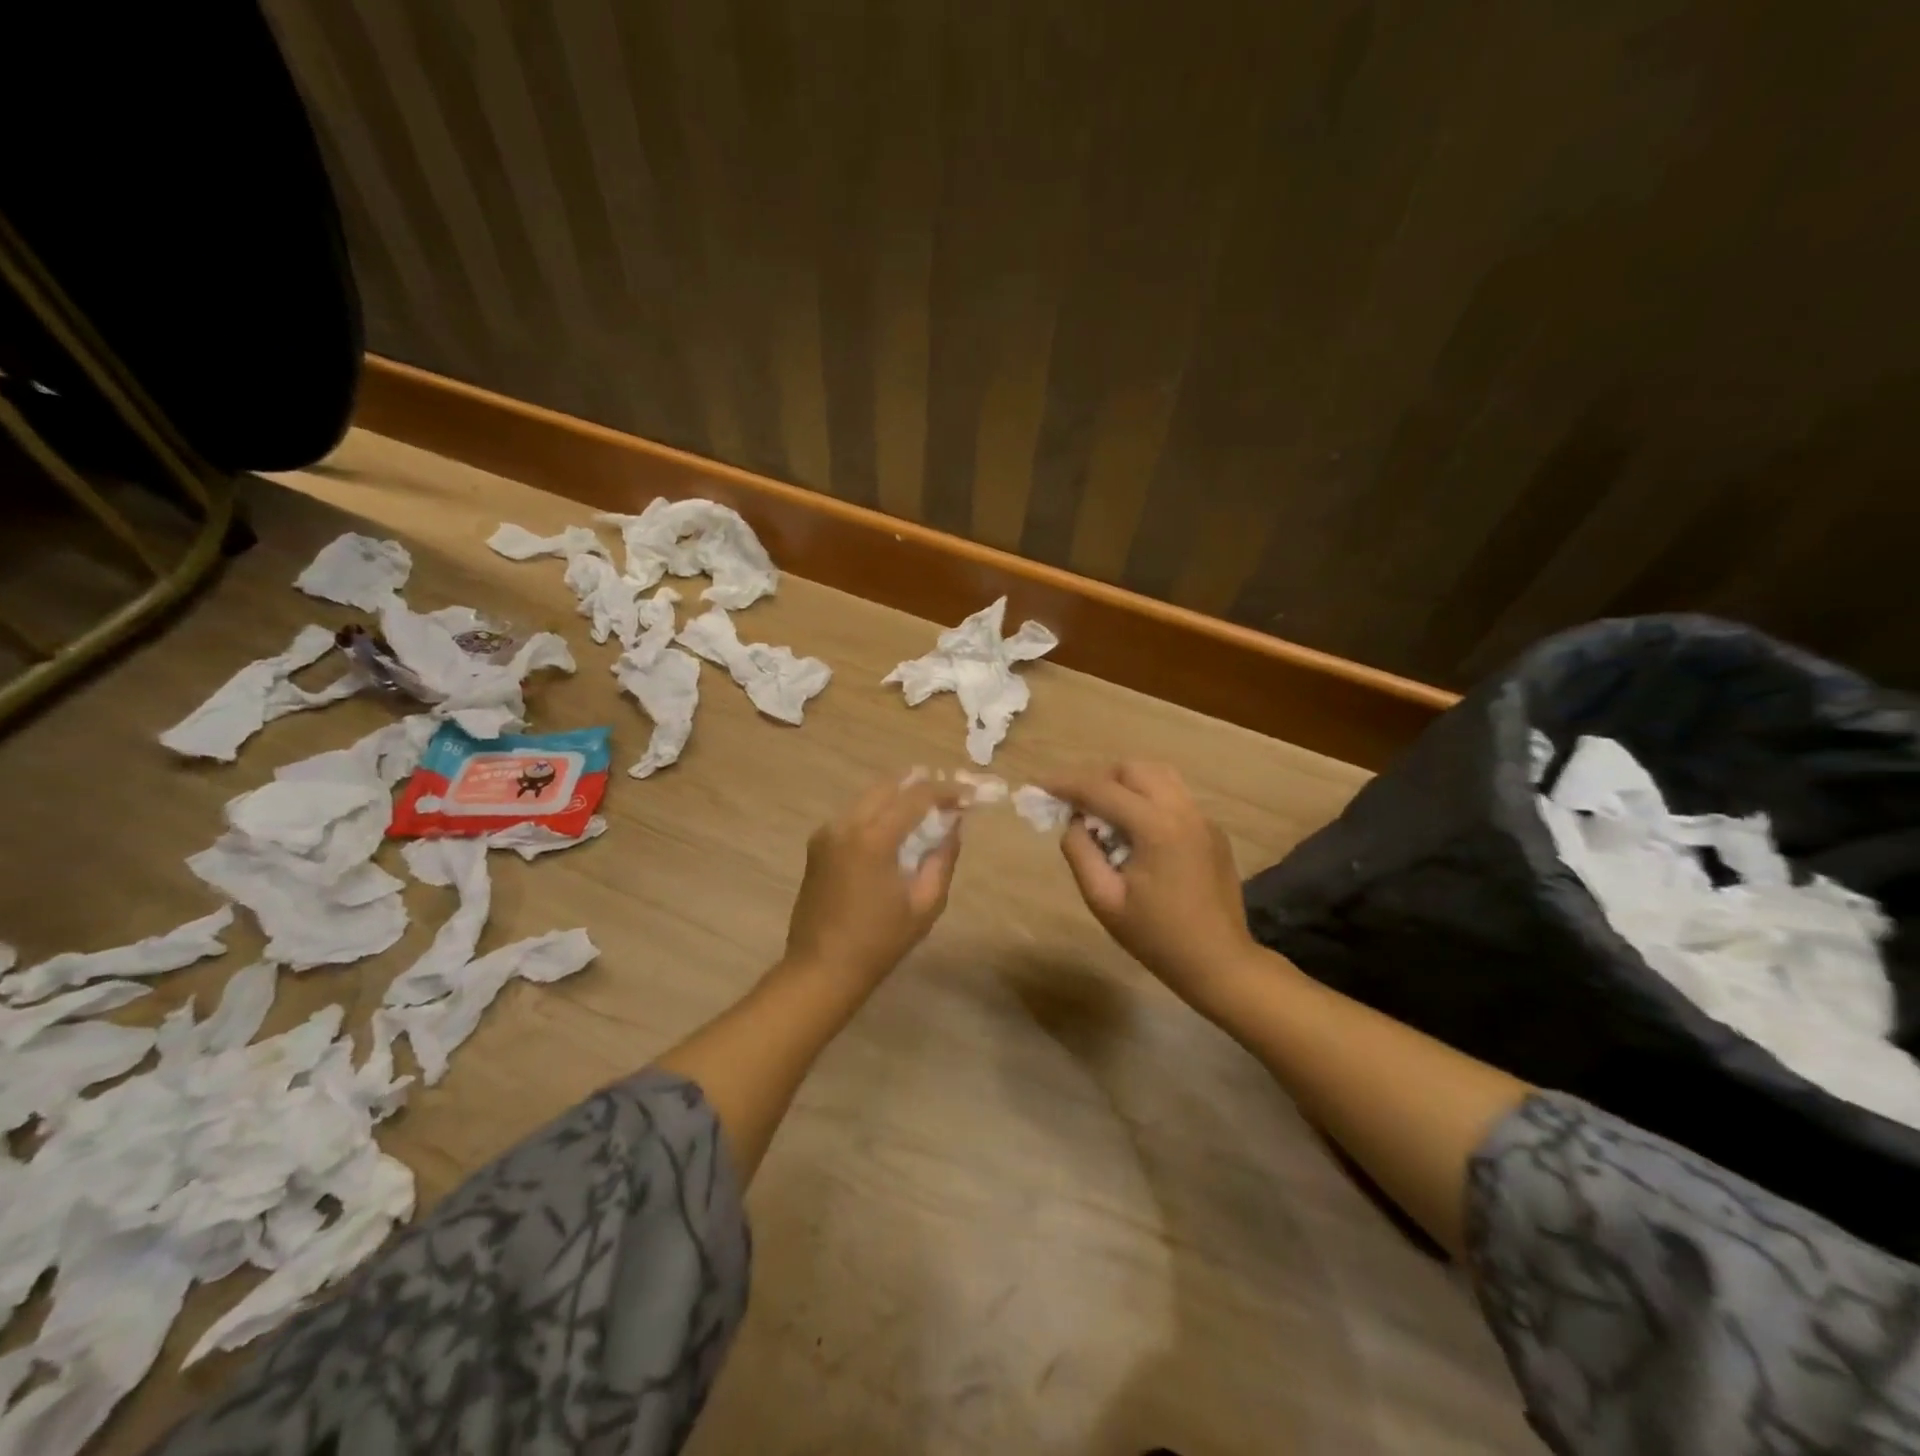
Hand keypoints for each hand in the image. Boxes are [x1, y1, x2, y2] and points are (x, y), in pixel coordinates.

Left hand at [783, 781, 962, 983]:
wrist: (821, 969)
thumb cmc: (879, 942)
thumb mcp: (925, 904)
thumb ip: (943, 858)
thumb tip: (954, 824)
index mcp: (873, 838)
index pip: (916, 797)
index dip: (946, 791)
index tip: (968, 796)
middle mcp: (846, 824)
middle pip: (888, 787)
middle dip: (920, 786)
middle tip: (948, 797)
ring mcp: (827, 833)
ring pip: (868, 797)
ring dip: (898, 797)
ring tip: (926, 810)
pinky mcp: (817, 845)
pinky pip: (854, 815)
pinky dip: (878, 812)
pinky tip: (894, 828)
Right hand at [1045, 762, 1258, 1005]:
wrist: (1220, 963)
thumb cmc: (1157, 937)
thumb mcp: (1104, 900)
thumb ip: (1080, 853)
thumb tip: (1075, 822)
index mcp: (1156, 827)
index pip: (1102, 790)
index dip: (1066, 784)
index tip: (1041, 785)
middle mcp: (1183, 810)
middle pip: (1134, 770)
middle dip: (1100, 779)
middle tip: (1078, 806)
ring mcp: (1203, 819)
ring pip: (1159, 776)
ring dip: (1127, 785)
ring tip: (1106, 814)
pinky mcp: (1213, 831)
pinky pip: (1176, 798)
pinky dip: (1149, 800)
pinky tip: (1138, 834)